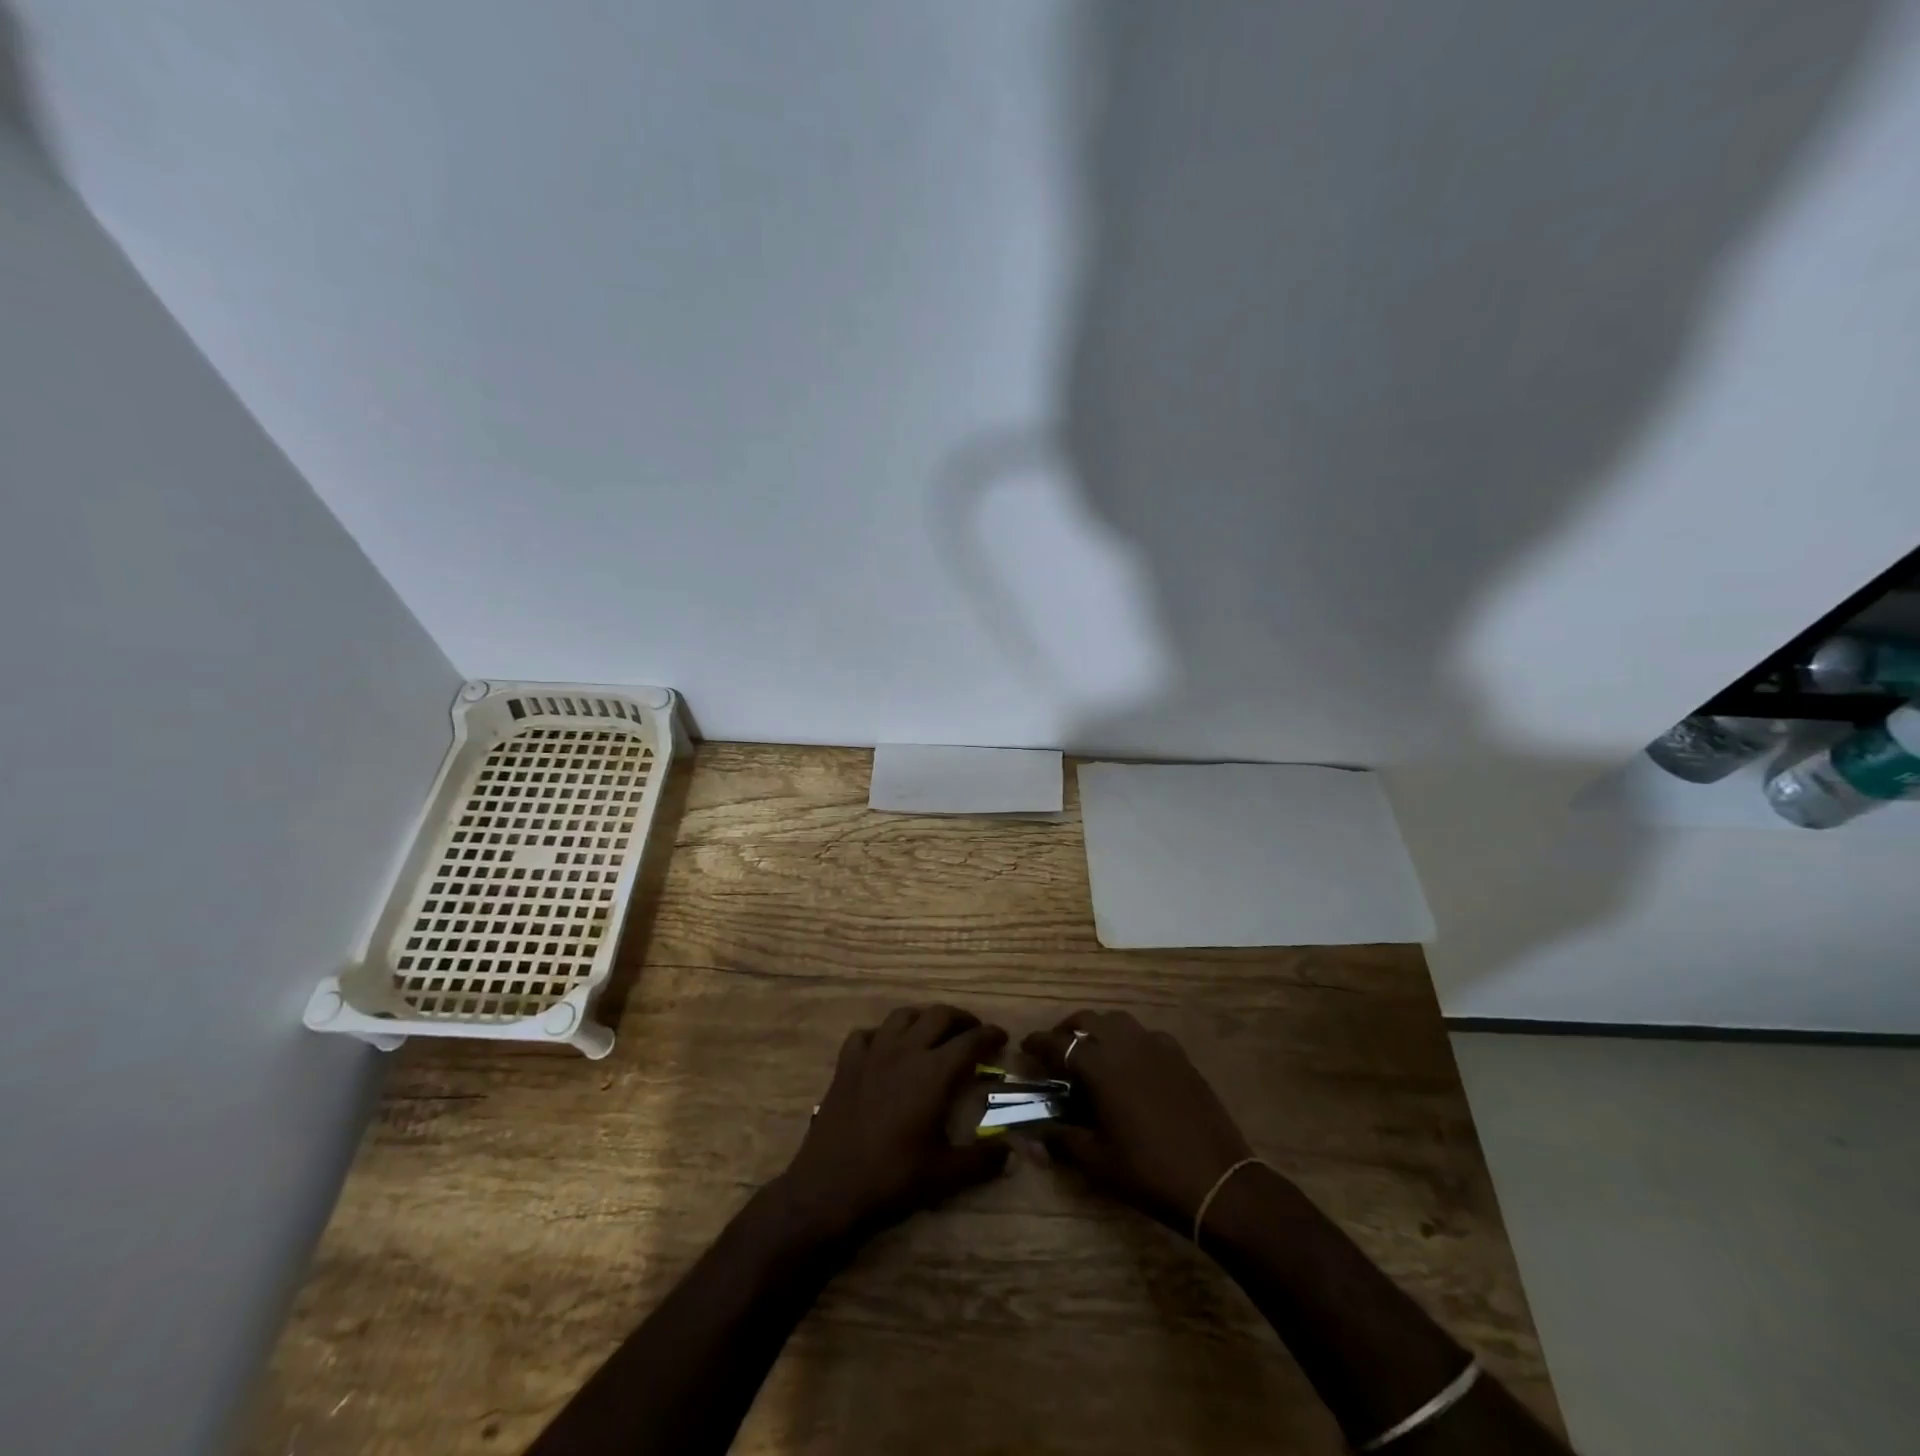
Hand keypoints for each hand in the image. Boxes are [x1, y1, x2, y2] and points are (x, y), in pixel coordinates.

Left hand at [780, 1004, 1009, 1240]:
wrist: (830, 1186)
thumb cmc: (892, 1178)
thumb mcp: (944, 1175)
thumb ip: (981, 1161)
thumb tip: (1008, 1153)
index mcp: (934, 1072)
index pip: (971, 1041)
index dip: (990, 1036)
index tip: (1001, 1038)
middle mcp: (906, 1051)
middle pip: (939, 1015)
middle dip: (961, 1019)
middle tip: (973, 1031)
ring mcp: (873, 1053)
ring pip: (903, 1015)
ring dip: (924, 1018)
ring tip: (933, 1031)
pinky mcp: (847, 1063)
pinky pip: (866, 1034)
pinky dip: (881, 1034)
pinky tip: (886, 1048)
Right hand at [1023, 1010, 1254, 1231]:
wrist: (1216, 1180)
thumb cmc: (1148, 1172)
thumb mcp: (1097, 1160)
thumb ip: (1061, 1139)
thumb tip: (1033, 1132)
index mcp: (1100, 1066)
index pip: (1059, 1044)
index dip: (1038, 1043)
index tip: (1025, 1047)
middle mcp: (1126, 1045)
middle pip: (1088, 1020)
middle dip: (1067, 1029)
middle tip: (1056, 1048)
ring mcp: (1157, 1047)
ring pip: (1118, 1021)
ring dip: (1099, 1029)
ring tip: (1092, 1051)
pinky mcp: (1180, 1056)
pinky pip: (1146, 1036)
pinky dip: (1130, 1040)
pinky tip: (1131, 1063)